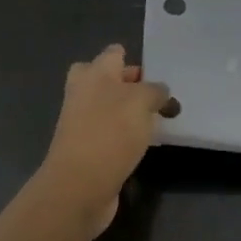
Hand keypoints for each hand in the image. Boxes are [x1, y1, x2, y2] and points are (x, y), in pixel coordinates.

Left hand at [37, 45, 171, 234]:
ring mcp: (83, 123)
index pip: (113, 54)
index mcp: (93, 73)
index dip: (133, 60)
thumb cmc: (110, 132)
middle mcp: (84, 94)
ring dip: (132, 113)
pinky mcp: (89, 149)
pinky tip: (147, 144)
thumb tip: (158, 93)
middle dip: (132, 86)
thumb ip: (154, 91)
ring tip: (161, 120)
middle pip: (108, 81)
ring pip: (111, 108)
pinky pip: (112, 134)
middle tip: (159, 97)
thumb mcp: (141, 101)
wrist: (79, 186)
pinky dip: (127, 136)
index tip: (157, 74)